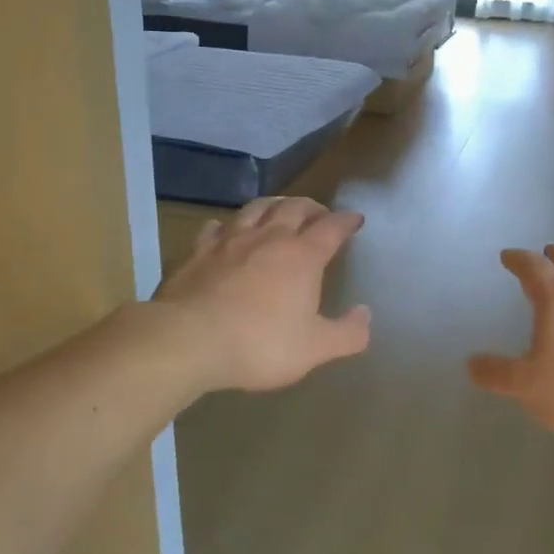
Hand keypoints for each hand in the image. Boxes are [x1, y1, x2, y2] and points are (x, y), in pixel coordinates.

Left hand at [154, 197, 371, 391]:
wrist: (188, 340)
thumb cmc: (259, 344)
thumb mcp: (314, 349)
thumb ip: (347, 333)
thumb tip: (365, 314)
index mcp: (302, 257)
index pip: (331, 228)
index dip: (346, 221)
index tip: (355, 219)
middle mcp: (268, 238)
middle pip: (294, 208)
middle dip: (311, 207)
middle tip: (319, 212)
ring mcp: (230, 240)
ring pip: (256, 208)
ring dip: (273, 204)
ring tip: (280, 208)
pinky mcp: (198, 251)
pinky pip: (216, 227)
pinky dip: (228, 224)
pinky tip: (226, 229)